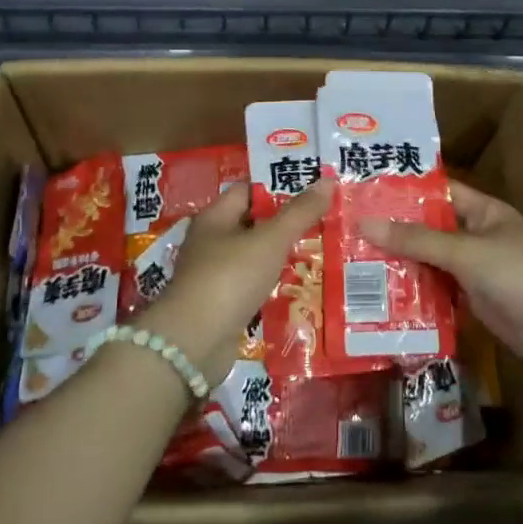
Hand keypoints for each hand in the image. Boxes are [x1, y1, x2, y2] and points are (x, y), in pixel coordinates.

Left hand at [139, 179, 332, 383]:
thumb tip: (327, 180)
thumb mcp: (270, 240)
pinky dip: (271, 284)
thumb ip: (299, 212)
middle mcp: (210, 242)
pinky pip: (252, 285)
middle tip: (322, 222)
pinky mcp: (220, 305)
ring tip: (317, 252)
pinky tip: (297, 286)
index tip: (310, 192)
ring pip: (253, 256)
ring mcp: (213, 275)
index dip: (277, 188)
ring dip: (279, 256)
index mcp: (214, 217)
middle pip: (252, 223)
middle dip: (284, 223)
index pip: (248, 191)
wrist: (195, 343)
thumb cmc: (230, 277)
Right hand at [362, 180, 522, 375]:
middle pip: (429, 229)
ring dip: (401, 264)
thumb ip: (417, 240)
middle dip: (395, 231)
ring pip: (430, 261)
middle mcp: (475, 236)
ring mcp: (474, 270)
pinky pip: (437, 291)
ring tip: (354, 262)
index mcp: (481, 212)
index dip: (404, 191)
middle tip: (349, 231)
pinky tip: (382, 296)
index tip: (365, 193)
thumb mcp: (465, 251)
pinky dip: (415, 292)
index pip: (437, 192)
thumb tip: (365, 223)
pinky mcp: (472, 300)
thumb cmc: (518, 273)